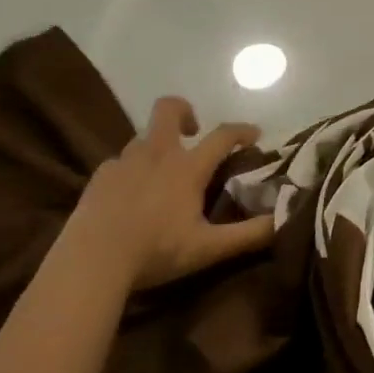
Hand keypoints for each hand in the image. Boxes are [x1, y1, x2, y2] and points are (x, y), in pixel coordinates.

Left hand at [69, 97, 273, 290]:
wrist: (90, 263)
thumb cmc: (154, 252)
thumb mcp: (208, 249)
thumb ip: (248, 235)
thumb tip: (283, 222)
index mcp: (187, 167)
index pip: (223, 134)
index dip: (242, 130)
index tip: (254, 134)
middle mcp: (157, 153)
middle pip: (169, 109)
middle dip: (185, 111)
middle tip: (193, 132)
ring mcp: (124, 162)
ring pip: (144, 138)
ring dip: (158, 146)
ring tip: (161, 174)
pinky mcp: (99, 177)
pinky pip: (119, 162)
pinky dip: (131, 170)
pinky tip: (129, 195)